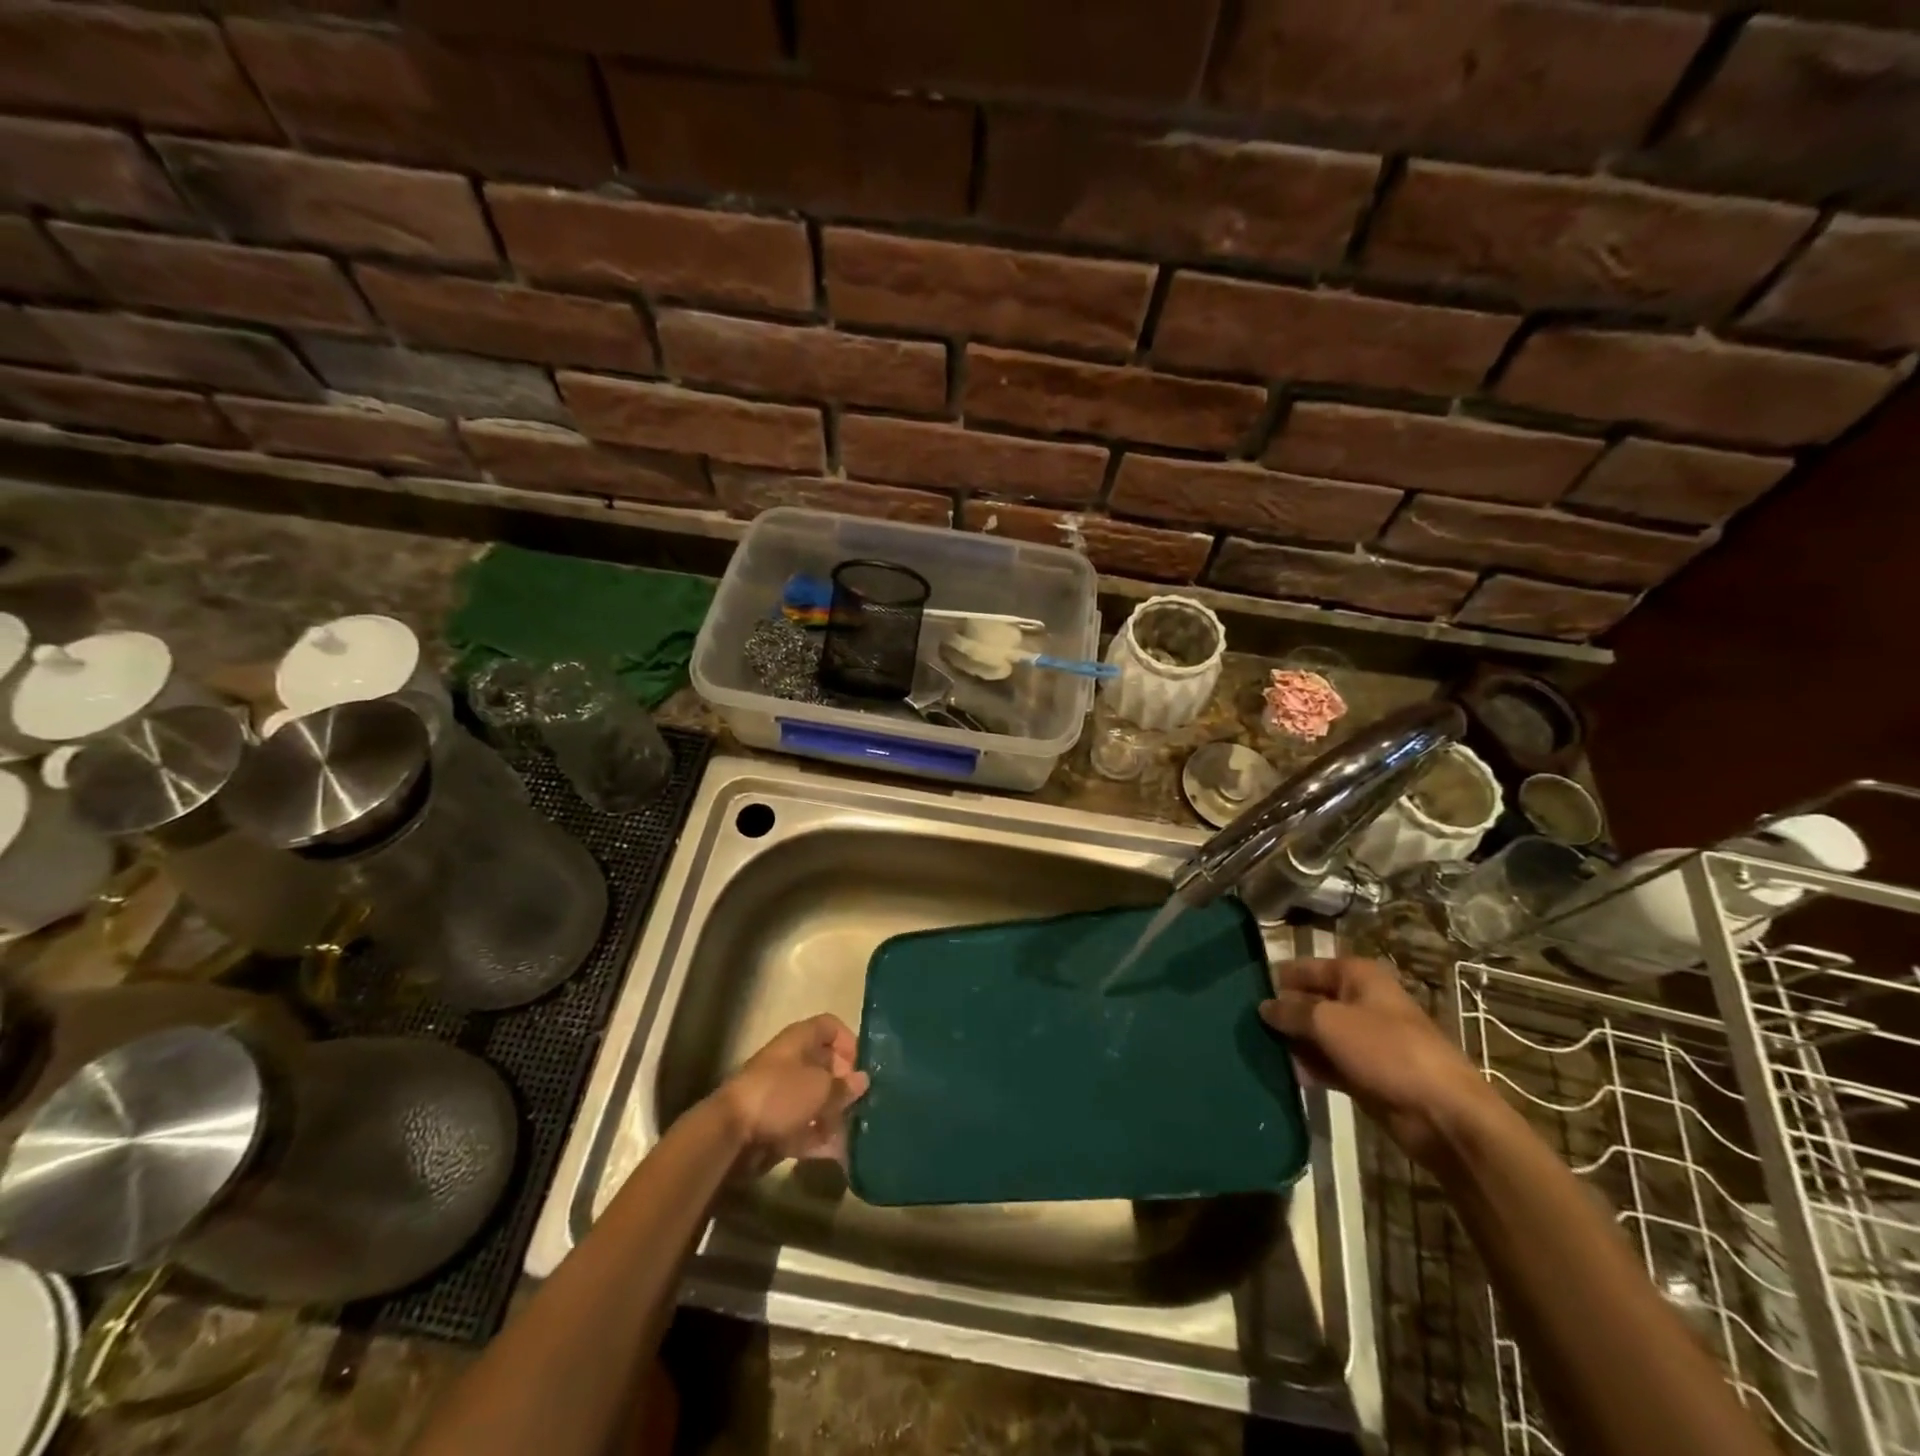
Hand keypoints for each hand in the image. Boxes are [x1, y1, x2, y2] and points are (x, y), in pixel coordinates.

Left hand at [713, 1014, 869, 1173]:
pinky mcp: (774, 1123)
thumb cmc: (779, 1095)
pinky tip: (838, 1152)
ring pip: (816, 1099)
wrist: (730, 1133)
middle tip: (862, 1102)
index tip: (861, 1065)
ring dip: (835, 1114)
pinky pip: (804, 1126)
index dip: (848, 1041)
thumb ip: (844, 1086)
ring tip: (854, 1131)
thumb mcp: (820, 1088)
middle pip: (825, 1065)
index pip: (830, 1026)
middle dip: (845, 1084)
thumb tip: (863, 1080)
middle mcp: (790, 1061)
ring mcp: (781, 1094)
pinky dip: (819, 1137)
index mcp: (799, 1040)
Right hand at [1261, 957, 1494, 1165]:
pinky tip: (1288, 1076)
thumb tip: (1263, 1006)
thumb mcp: (1328, 1022)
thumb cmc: (1386, 1051)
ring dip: (1294, 1044)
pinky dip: (1310, 1067)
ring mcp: (1365, 1038)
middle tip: (1247, 1028)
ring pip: (1317, 1034)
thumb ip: (1290, 1011)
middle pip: (1309, 1001)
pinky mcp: (1366, 1072)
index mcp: (1356, 975)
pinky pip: (1328, 1062)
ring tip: (1261, 1053)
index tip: (1244, 995)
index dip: (1276, 980)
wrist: (1443, 1114)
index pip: (1304, 968)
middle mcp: (1360, 1000)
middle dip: (1283, 1015)